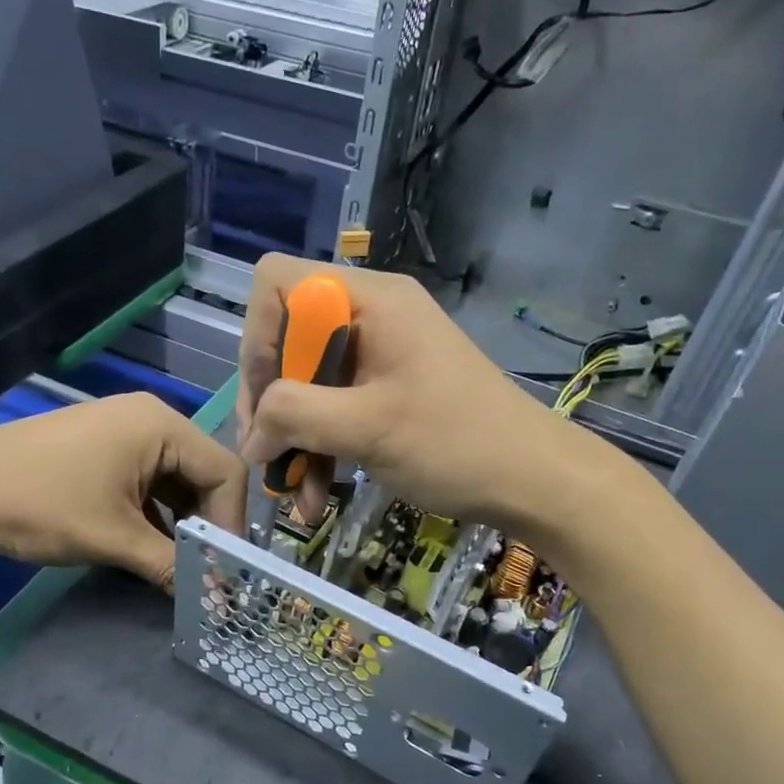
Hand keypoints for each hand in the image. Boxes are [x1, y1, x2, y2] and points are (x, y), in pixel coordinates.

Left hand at [0, 394, 245, 588]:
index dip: (232, 523)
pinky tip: (152, 546)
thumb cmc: (42, 505)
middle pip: (203, 473)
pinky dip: (156, 512)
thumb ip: (171, 565)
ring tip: (182, 564)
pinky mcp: (103, 446)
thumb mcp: (113, 538)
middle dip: (207, 523)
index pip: (225, 471)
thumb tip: (215, 600)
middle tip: (208, 570)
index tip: (226, 569)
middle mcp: (150, 418)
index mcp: (161, 425)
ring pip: (176, 478)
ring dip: (182, 521)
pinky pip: (148, 479)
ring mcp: (124, 430)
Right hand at [237, 253, 603, 528]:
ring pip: (307, 384)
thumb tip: (250, 437)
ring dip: (294, 440)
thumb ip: (294, 416)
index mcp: (368, 301)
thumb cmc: (455, 443)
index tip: (265, 400)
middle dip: (271, 405)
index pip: (277, 285)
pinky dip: (321, 448)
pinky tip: (316, 498)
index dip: (257, 339)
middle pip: (286, 341)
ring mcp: (379, 354)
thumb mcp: (366, 428)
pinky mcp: (386, 389)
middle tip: (268, 457)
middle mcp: (369, 316)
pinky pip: (334, 408)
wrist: (533, 479)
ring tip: (292, 495)